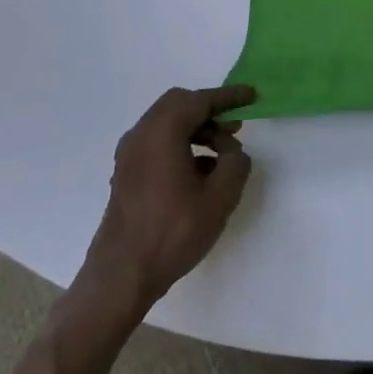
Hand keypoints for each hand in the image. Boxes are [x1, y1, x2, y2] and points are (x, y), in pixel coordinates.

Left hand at [71, 84, 257, 331]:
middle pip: (179, 105)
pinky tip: (202, 171)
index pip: (200, 100)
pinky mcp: (126, 175)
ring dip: (197, 129)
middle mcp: (141, 135)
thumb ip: (235, 162)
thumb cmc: (173, 231)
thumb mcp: (221, 196)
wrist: (121, 278)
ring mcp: (129, 156)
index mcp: (162, 132)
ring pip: (167, 124)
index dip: (228, 96)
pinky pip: (157, 143)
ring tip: (224, 151)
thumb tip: (230, 151)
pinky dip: (181, 144)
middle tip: (236, 125)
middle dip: (210, 110)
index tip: (252, 96)